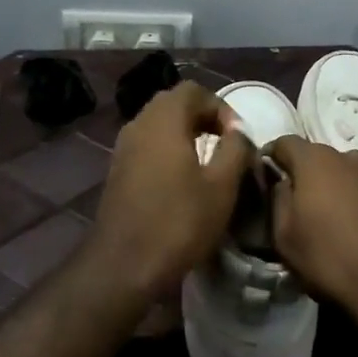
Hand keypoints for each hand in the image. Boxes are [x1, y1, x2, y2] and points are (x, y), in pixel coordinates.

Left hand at [85, 83, 251, 304]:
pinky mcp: (118, 171)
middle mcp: (138, 125)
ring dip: (185, 134)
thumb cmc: (179, 223)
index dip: (221, 107)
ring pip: (158, 125)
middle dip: (203, 117)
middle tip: (226, 143)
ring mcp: (123, 149)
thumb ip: (236, 149)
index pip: (193, 90)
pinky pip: (147, 145)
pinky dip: (168, 150)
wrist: (124, 265)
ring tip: (208, 161)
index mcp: (163, 121)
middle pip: (173, 103)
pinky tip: (183, 180)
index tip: (238, 137)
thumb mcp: (222, 186)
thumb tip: (239, 133)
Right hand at [265, 137, 357, 313]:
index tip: (269, 177)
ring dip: (340, 186)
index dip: (273, 157)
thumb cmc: (329, 259)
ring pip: (350, 171)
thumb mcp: (284, 237)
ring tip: (340, 216)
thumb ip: (277, 199)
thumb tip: (281, 181)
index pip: (284, 143)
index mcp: (315, 161)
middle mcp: (349, 156)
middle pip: (320, 157)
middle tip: (305, 204)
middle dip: (309, 175)